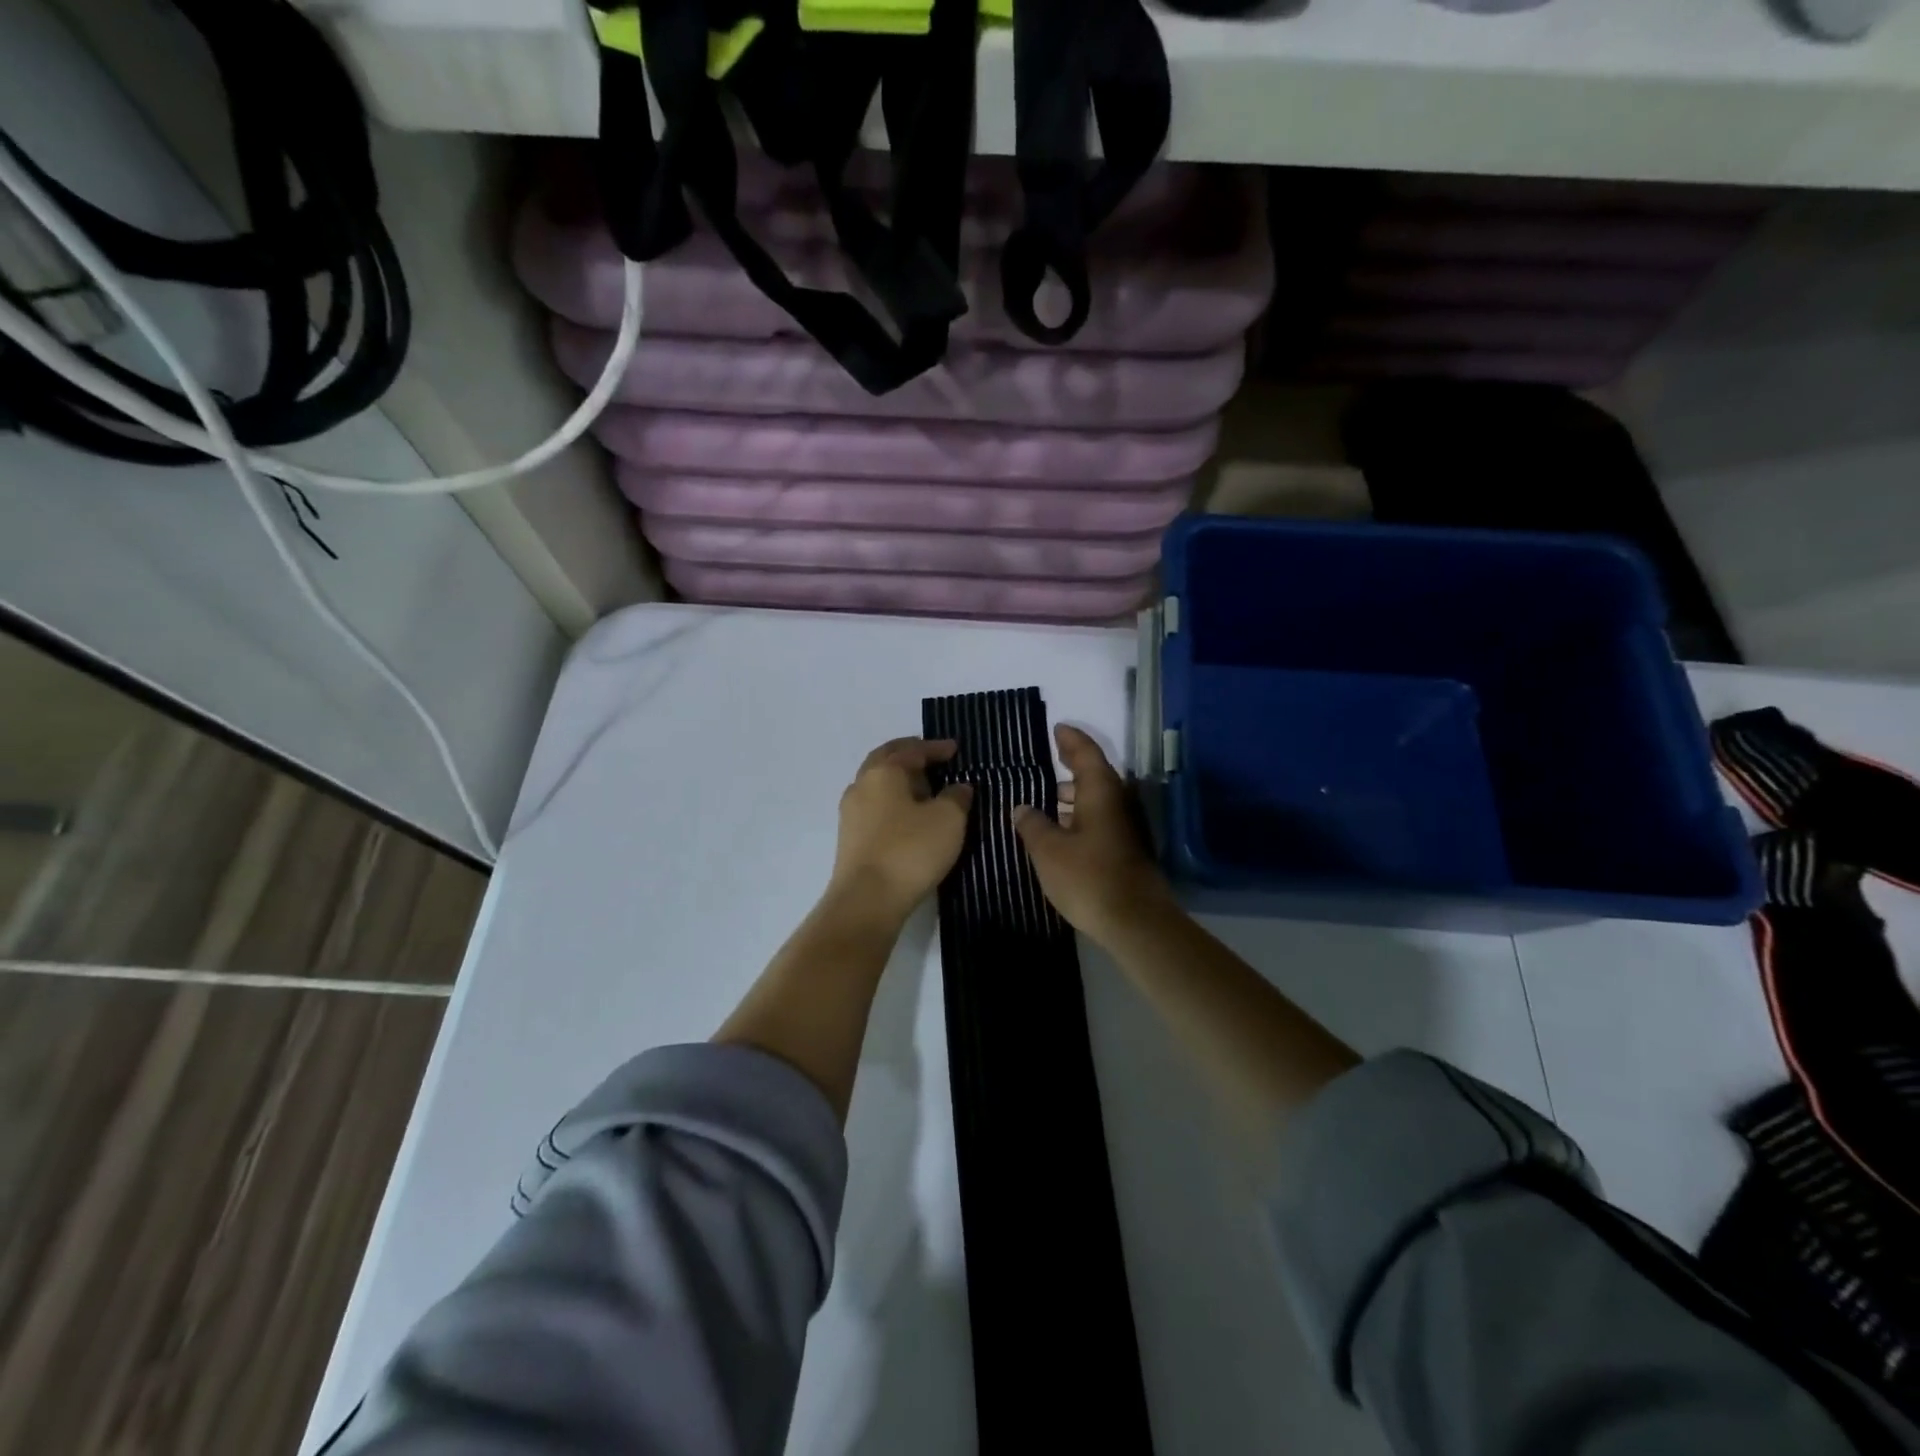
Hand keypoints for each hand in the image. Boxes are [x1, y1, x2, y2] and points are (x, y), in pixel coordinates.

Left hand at [829, 738, 973, 920]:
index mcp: (883, 771)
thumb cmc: (910, 850)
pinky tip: (909, 816)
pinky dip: (893, 802)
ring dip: (900, 781)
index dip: (936, 748)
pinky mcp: (850, 838)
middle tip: (932, 759)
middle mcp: (861, 785)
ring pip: (877, 785)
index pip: (912, 750)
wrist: (867, 900)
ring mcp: (851, 813)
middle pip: (886, 760)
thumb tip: (958, 787)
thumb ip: (956, 797)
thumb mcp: (948, 820)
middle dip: (909, 756)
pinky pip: (875, 808)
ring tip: (925, 789)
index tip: (955, 749)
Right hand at [1015, 725, 1174, 946]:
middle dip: (1070, 767)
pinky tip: (1060, 830)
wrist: (1135, 922)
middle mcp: (1117, 803)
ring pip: (1097, 800)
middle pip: (1094, 775)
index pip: (1086, 753)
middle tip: (1045, 761)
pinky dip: (1079, 817)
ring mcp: (1125, 827)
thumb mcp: (1049, 850)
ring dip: (1073, 796)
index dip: (1070, 739)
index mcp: (1101, 792)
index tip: (1057, 727)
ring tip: (1045, 797)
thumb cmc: (1089, 878)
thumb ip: (1033, 824)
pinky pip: (1099, 820)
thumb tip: (1022, 807)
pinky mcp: (1125, 850)